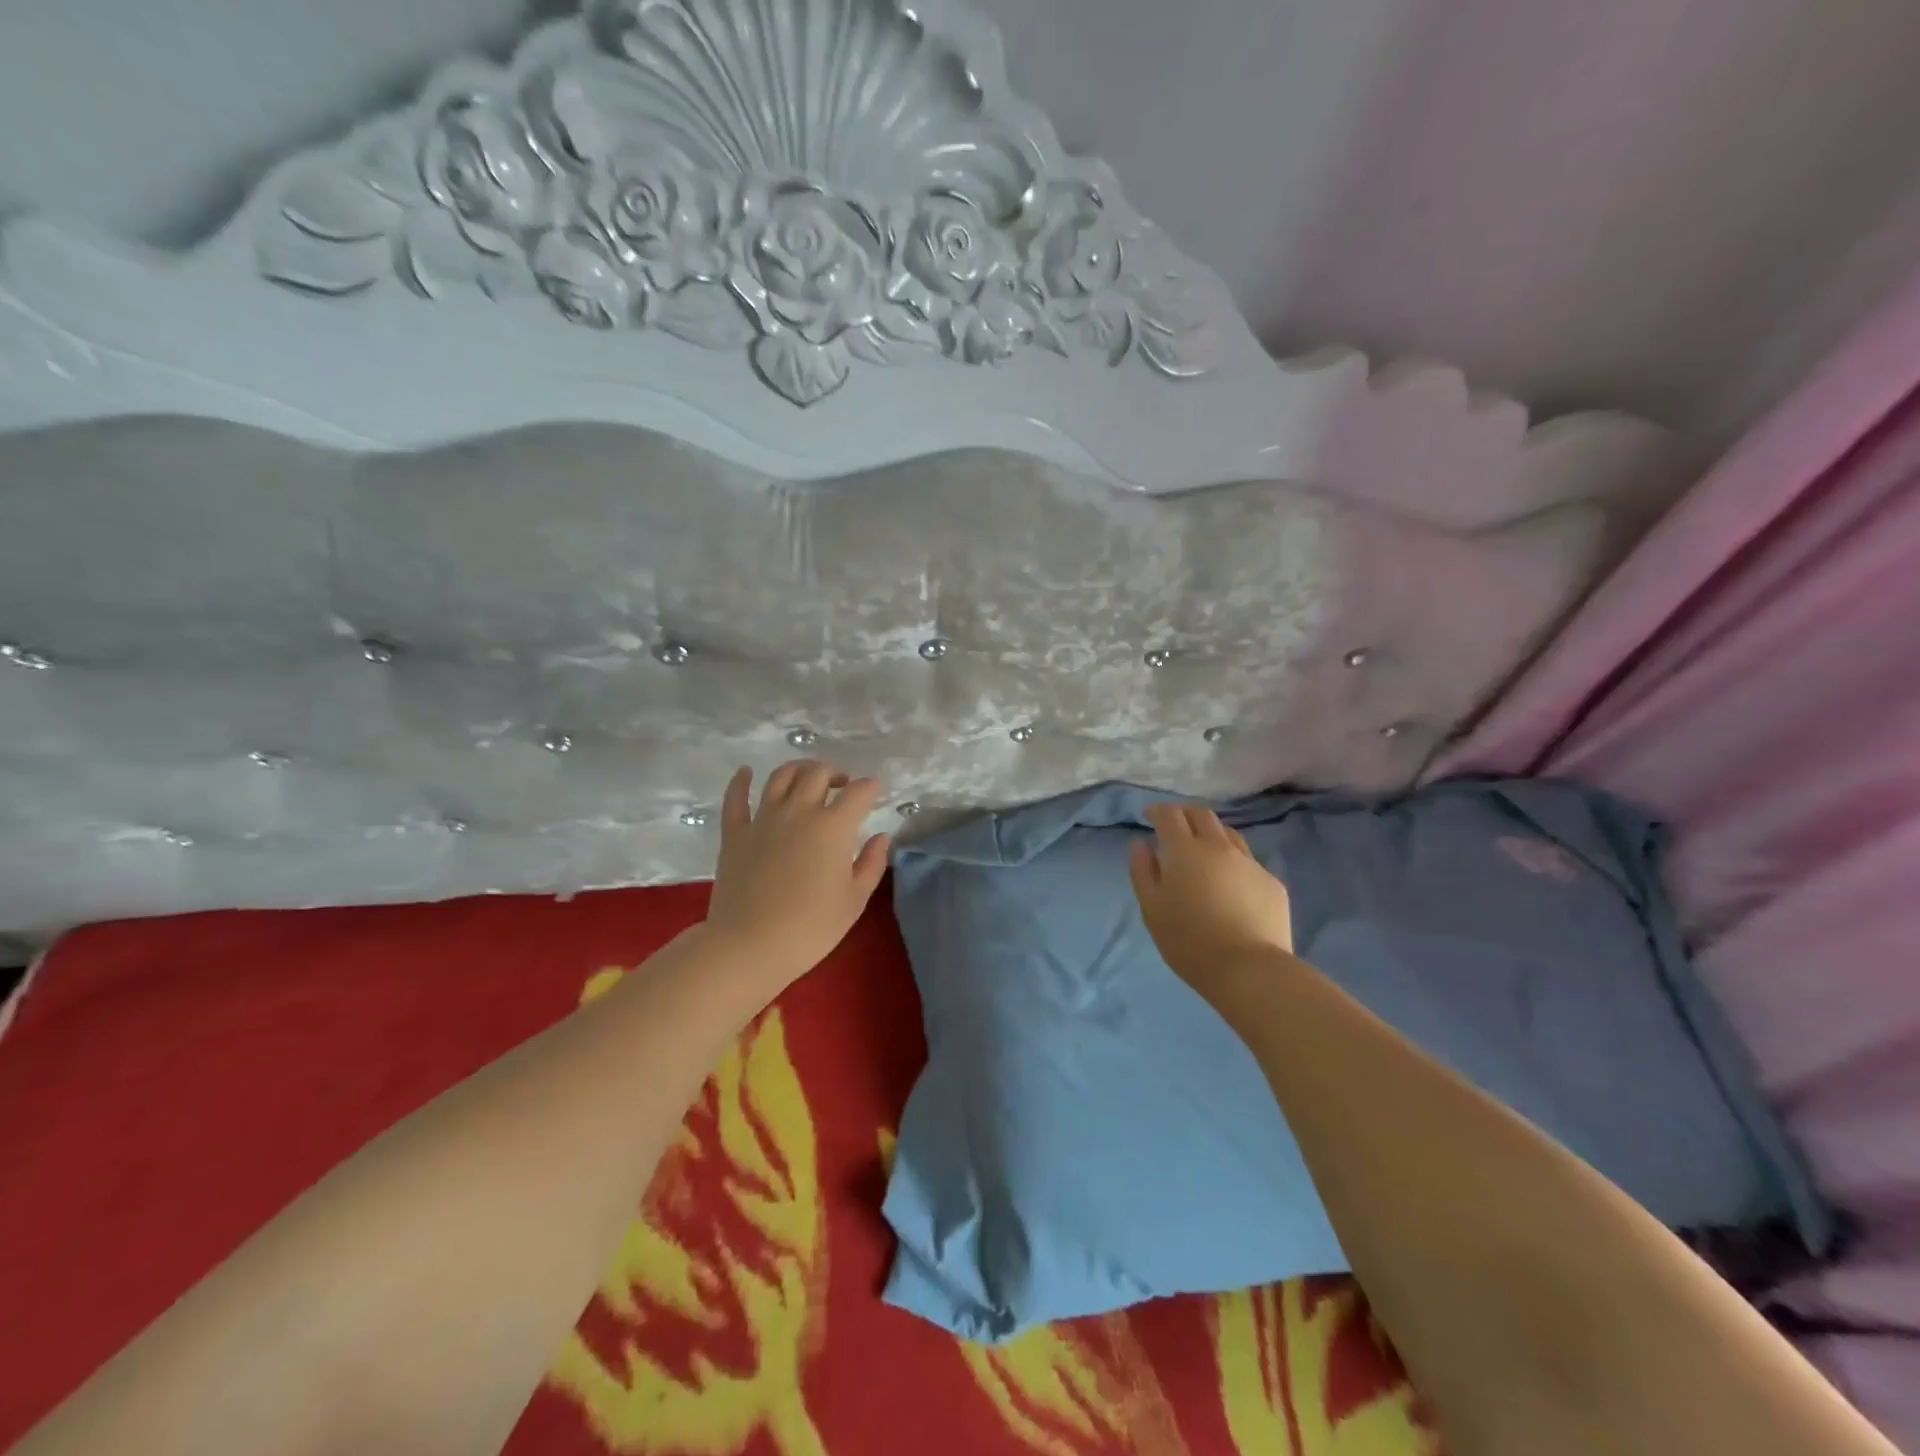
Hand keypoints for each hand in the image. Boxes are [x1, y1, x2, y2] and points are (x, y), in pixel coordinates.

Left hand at [703, 760, 891, 990]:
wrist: (749, 946)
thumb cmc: (811, 928)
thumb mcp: (854, 901)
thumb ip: (872, 864)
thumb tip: (881, 837)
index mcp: (833, 827)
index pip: (858, 793)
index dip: (870, 788)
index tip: (875, 791)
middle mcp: (799, 812)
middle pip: (818, 774)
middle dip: (835, 773)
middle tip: (843, 785)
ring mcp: (763, 819)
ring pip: (781, 777)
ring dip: (799, 769)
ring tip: (808, 776)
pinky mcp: (734, 833)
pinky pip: (736, 798)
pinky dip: (741, 781)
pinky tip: (746, 772)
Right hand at [1129, 804, 1293, 995]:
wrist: (1248, 968)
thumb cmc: (1188, 940)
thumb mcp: (1151, 907)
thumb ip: (1142, 870)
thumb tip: (1141, 843)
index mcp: (1185, 850)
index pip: (1170, 815)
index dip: (1158, 811)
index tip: (1149, 816)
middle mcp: (1219, 847)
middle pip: (1202, 815)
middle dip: (1185, 814)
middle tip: (1175, 827)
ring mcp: (1250, 863)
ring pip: (1229, 835)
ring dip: (1212, 834)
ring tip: (1204, 852)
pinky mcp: (1272, 883)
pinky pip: (1249, 862)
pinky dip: (1233, 863)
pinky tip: (1230, 885)